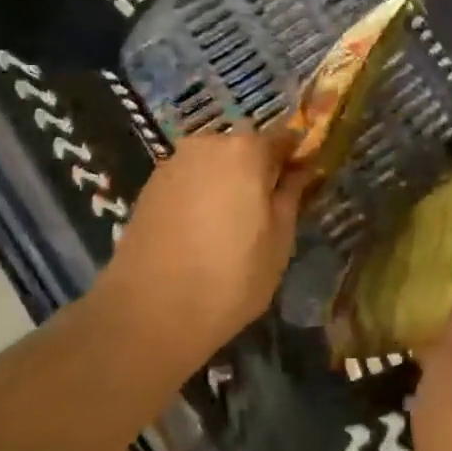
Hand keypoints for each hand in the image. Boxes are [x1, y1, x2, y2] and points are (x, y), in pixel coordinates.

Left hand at [107, 129, 310, 359]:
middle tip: (266, 209)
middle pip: (245, 147)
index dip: (296, 157)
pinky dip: (200, 195)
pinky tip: (201, 231)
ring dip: (227, 182)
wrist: (149, 313)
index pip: (284, 137)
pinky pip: (189, 180)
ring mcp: (173, 164)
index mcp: (246, 150)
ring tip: (231, 225)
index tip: (302, 180)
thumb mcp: (280, 239)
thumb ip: (290, 194)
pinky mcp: (148, 188)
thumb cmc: (231, 275)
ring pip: (213, 164)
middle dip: (258, 169)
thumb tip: (299, 170)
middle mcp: (208, 145)